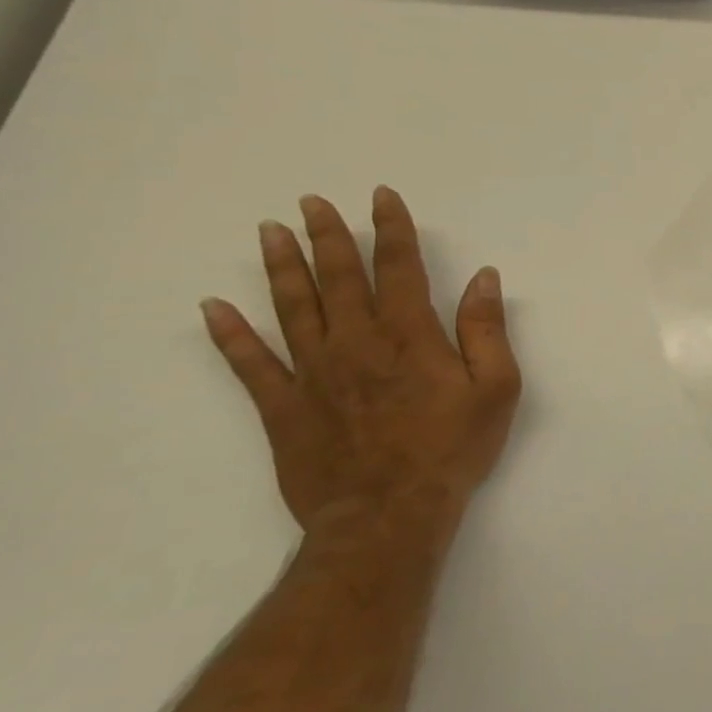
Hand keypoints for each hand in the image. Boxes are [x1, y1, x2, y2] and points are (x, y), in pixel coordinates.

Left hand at [201, 187, 521, 542]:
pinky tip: (214, 308)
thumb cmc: (454, 447)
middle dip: (328, 237)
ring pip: (293, 308)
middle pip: (339, 279)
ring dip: (281, 267)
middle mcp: (356, 343)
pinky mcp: (282, 407)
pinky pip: (250, 364)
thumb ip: (487, 330)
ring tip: (269, 232)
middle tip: (311, 203)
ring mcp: (313, 373)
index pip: (400, 269)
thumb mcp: (497, 387)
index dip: (391, 230)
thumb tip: (483, 278)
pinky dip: (231, 335)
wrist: (389, 514)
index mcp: (410, 337)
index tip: (380, 198)